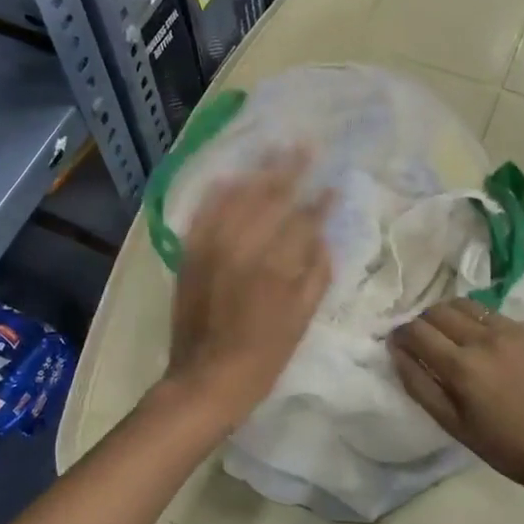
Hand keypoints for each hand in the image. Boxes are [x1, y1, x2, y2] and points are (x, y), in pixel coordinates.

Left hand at [164, 154, 331, 425]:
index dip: (321, 198)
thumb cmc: (262, 356)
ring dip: (257, 171)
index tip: (333, 179)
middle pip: (269, 197)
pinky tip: (230, 175)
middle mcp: (242, 247)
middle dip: (290, 169)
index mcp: (275, 265)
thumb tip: (324, 238)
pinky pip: (204, 213)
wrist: (205, 380)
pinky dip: (218, 192)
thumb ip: (316, 275)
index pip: (303, 219)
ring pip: (237, 198)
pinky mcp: (190, 254)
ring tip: (273, 148)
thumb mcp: (301, 320)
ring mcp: (212, 247)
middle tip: (304, 144)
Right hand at [389, 299, 523, 485]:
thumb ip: (419, 384)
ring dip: (445, 314)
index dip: (399, 334)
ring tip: (445, 335)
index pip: (416, 331)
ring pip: (462, 304)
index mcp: (461, 367)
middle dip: (420, 322)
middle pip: (436, 311)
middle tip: (420, 341)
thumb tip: (397, 352)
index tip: (396, 343)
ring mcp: (507, 331)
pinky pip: (487, 312)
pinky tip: (473, 337)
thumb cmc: (503, 445)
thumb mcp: (452, 424)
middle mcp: (482, 340)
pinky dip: (471, 318)